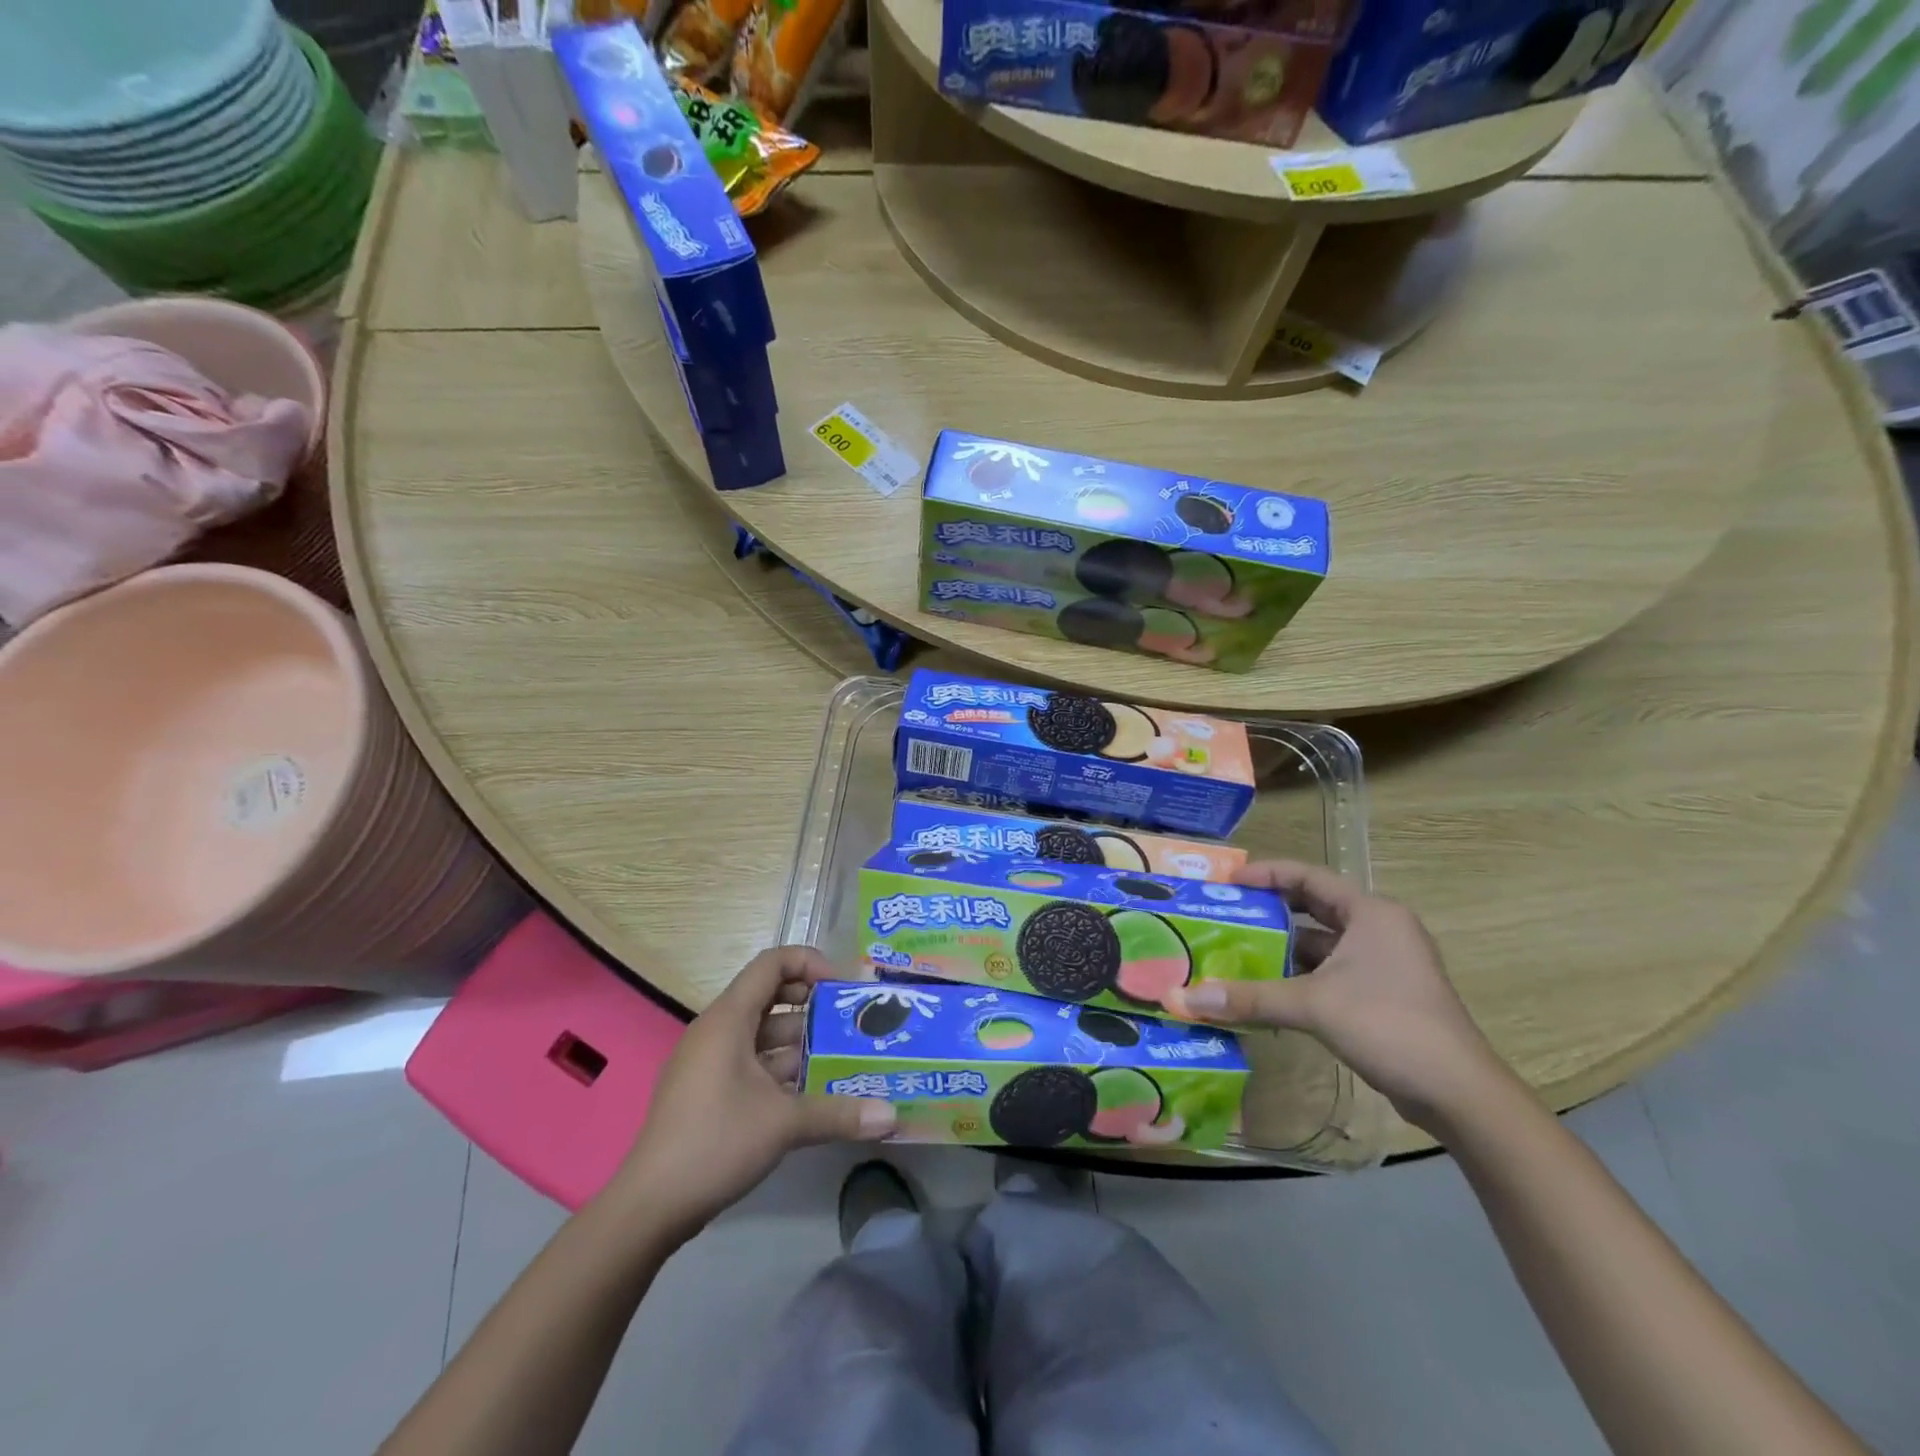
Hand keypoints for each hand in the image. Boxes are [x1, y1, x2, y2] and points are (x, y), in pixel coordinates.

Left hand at [606, 946, 895, 1238]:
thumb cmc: (715, 1142)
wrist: (649, 1207)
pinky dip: (782, 1069)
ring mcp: (709, 1062)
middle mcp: (717, 1030)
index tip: (843, 988)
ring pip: (763, 1035)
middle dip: (813, 1006)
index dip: (810, 964)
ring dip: (802, 1043)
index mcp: (728, 1019)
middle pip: (770, 997)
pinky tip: (812, 1094)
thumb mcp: (783, 1124)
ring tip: (842, 1060)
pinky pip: (752, 1062)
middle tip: (851, 1024)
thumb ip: (839, 1113)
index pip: (772, 963)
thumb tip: (892, 1117)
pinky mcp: (708, 1091)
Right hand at [1161, 861, 1510, 1132]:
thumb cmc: (1390, 1026)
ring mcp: (1384, 963)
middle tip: (1225, 914)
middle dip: (1269, 911)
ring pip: (1321, 944)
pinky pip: (1330, 972)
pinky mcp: (1382, 994)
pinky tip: (1266, 991)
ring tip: (1234, 952)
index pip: (1309, 877)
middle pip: (1313, 907)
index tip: (1227, 882)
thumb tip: (1185, 998)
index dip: (1265, 874)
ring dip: (1282, 948)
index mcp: (1371, 913)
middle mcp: (1380, 929)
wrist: (1460, 1094)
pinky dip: (1299, 976)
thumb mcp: (1314, 1006)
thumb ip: (1249, 998)